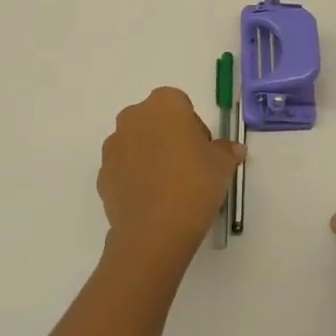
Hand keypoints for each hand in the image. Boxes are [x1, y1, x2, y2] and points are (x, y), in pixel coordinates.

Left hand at [98, 87, 243, 274]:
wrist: (154, 230)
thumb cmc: (194, 184)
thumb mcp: (222, 165)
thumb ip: (226, 151)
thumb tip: (233, 149)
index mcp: (164, 105)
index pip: (181, 104)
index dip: (194, 126)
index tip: (203, 151)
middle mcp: (133, 117)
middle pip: (155, 120)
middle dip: (170, 137)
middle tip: (189, 167)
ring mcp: (113, 146)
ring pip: (137, 143)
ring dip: (150, 156)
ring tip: (169, 187)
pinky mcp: (102, 174)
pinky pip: (124, 168)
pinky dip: (136, 177)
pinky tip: (152, 200)